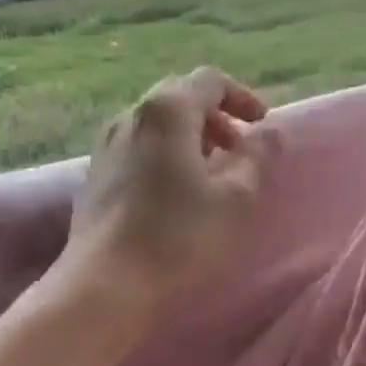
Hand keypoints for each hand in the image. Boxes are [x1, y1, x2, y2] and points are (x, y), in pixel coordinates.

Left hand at [61, 67, 267, 309]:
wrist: (105, 283)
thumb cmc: (178, 237)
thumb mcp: (234, 198)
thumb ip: (257, 158)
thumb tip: (270, 132)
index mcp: (166, 110)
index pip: (209, 82)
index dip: (242, 98)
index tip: (261, 126)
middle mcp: (130, 115)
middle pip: (179, 97)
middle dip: (214, 117)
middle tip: (237, 149)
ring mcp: (106, 144)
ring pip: (155, 123)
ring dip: (188, 136)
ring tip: (209, 172)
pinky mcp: (94, 174)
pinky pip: (137, 147)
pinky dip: (164, 153)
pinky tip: (174, 191)